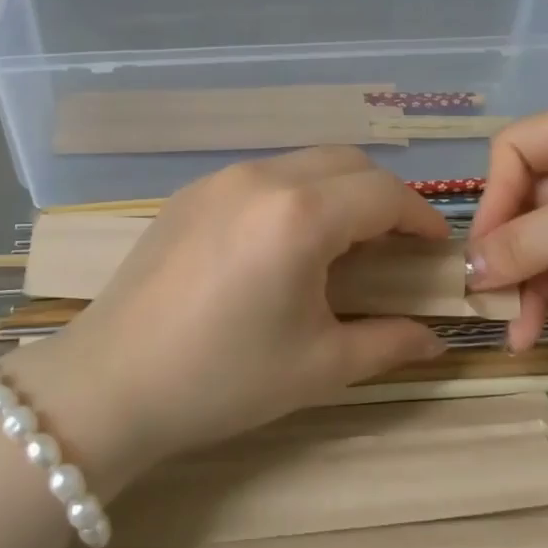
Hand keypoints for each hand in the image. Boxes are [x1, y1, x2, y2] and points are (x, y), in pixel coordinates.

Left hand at [11, 148, 449, 486]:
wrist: (110, 385)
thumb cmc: (222, 379)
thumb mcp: (318, 367)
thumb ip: (389, 343)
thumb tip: (434, 338)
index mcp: (299, 215)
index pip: (384, 194)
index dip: (421, 218)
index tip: (437, 249)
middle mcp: (262, 178)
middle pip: (348, 163)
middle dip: (383, 196)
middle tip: (394, 245)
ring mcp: (220, 179)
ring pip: (303, 163)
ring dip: (337, 191)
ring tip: (341, 244)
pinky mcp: (190, 192)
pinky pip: (262, 176)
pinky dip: (294, 194)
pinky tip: (282, 243)